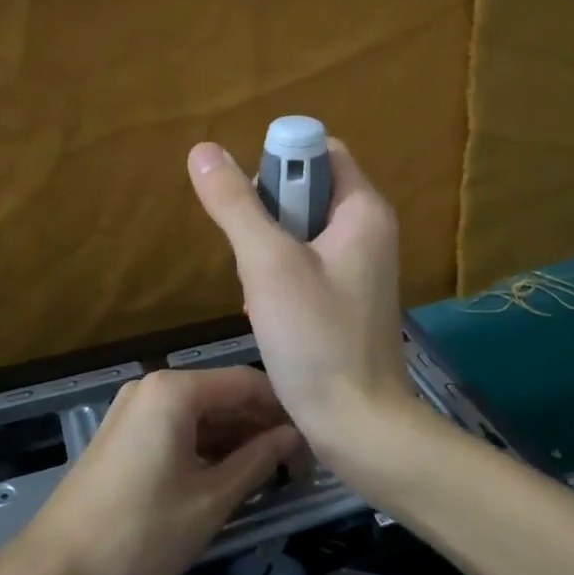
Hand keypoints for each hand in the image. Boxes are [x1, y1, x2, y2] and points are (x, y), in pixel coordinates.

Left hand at [12, 366, 299, 574]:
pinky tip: (231, 478)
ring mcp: (134, 409)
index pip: (247, 382)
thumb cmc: (141, 534)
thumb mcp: (212, 499)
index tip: (315, 441)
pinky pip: (178, 429)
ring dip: (237, 441)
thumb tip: (295, 435)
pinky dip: (207, 449)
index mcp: (175, 390)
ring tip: (272, 477)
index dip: (284, 409)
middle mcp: (154, 386)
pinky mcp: (124, 434)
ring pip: (202, 415)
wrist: (53, 574)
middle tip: (298, 467)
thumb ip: (260, 460)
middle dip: (262, 428)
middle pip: (224, 396)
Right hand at [186, 137, 419, 479]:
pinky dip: (282, 278)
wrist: (359, 425)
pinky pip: (308, 265)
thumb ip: (236, 205)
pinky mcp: (350, 298)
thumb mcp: (267, 264)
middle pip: (308, 190)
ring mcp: (363, 267)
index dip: (279, 163)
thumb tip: (203, 149)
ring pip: (302, 231)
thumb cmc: (317, 339)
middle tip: (252, 256)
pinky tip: (269, 314)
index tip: (250, 203)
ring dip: (269, 252)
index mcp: (363, 209)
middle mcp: (370, 230)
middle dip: (268, 215)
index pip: (321, 151)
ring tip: (259, 293)